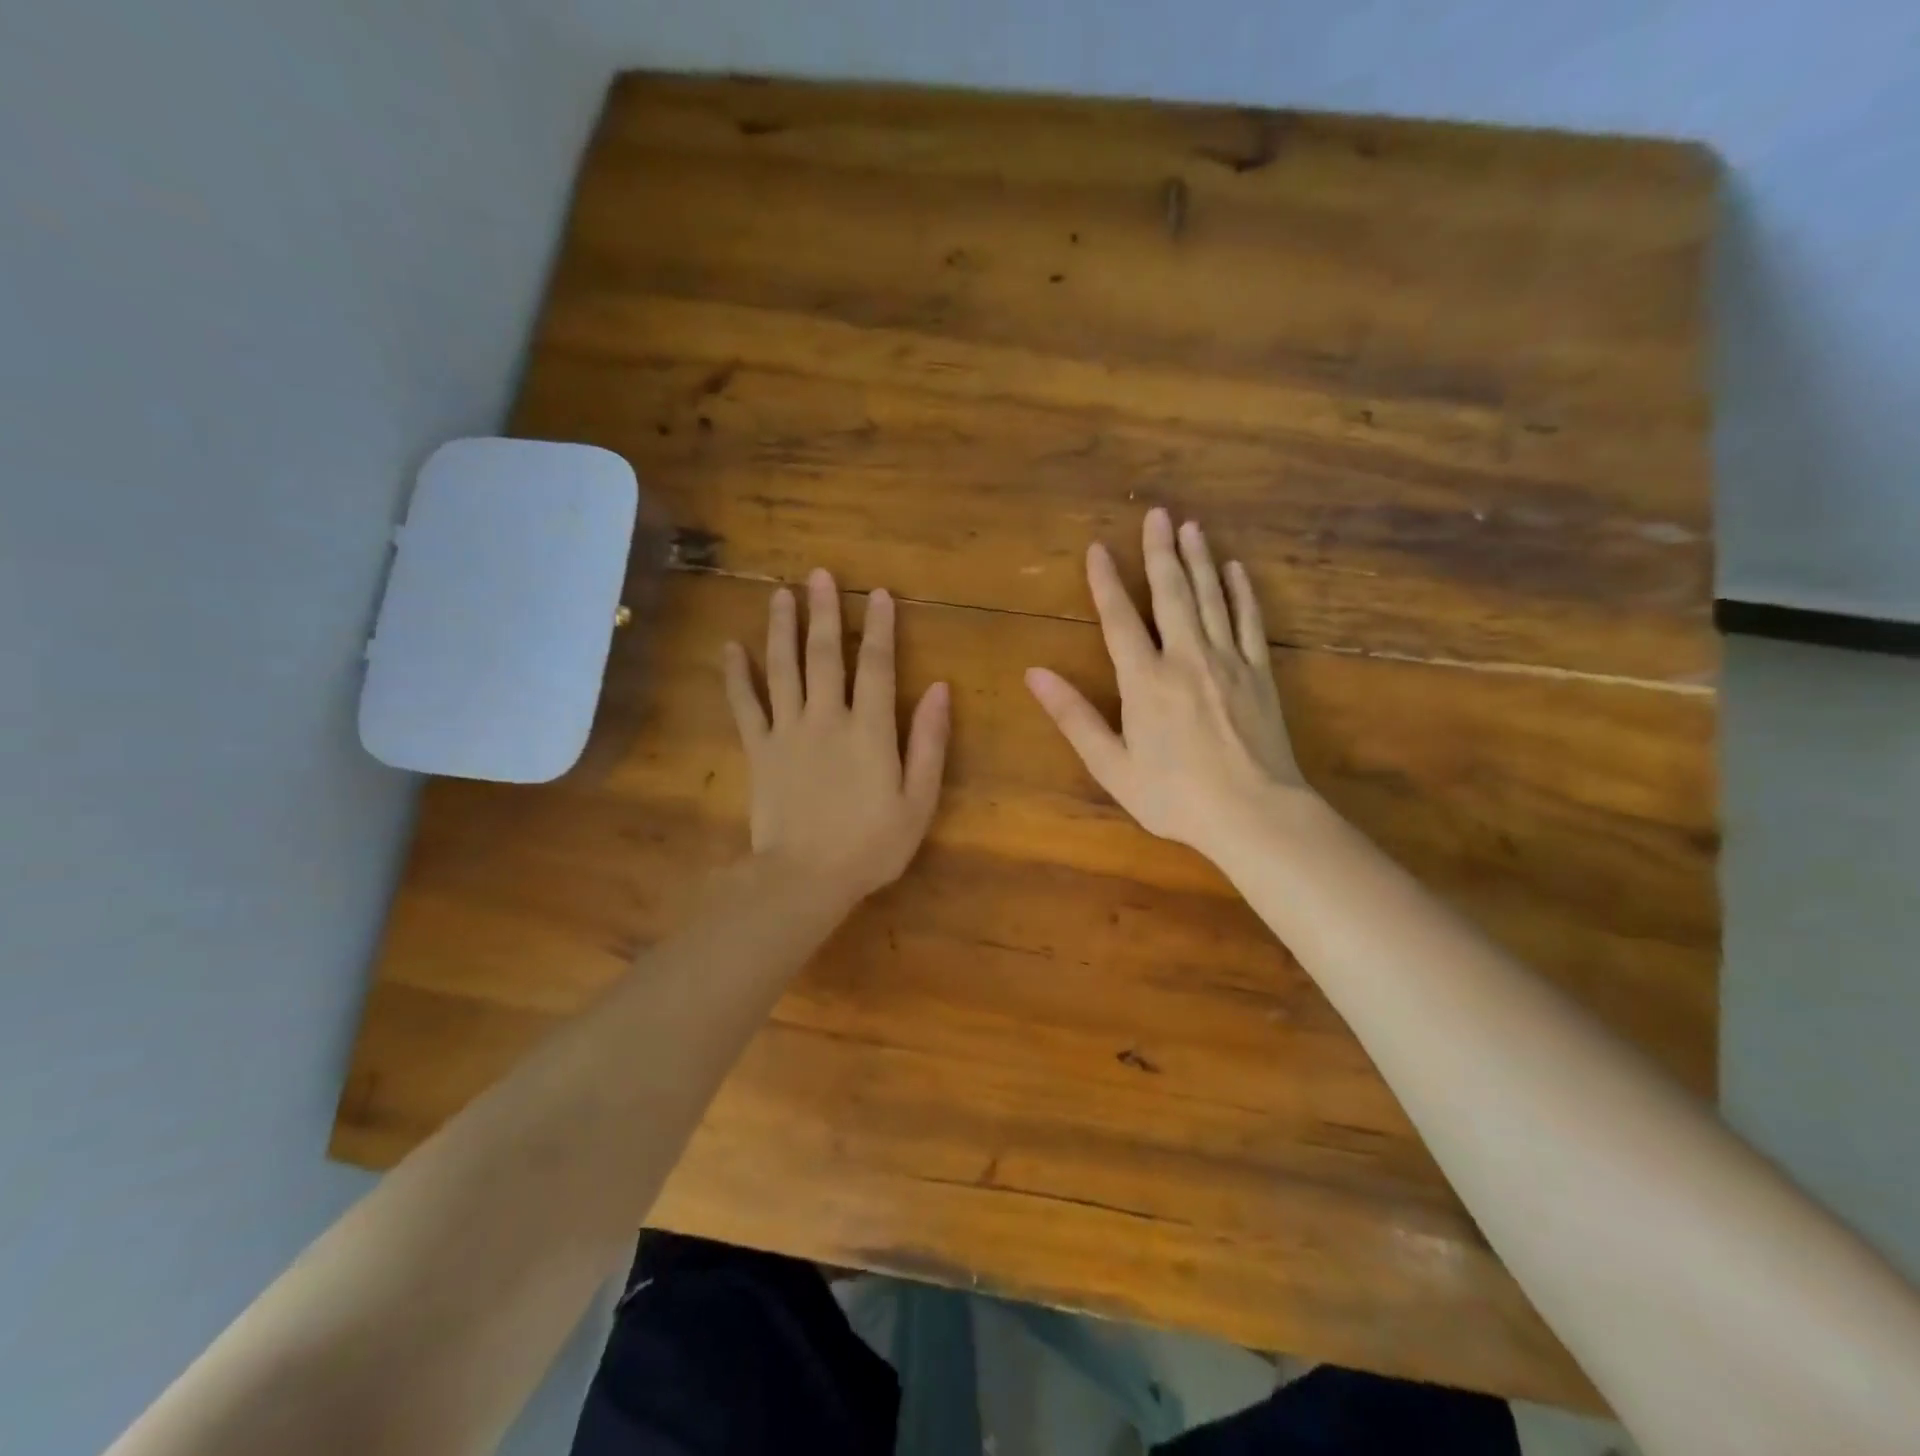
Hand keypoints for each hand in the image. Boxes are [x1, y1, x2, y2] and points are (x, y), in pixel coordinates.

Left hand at [724, 569, 950, 903]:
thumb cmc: (871, 845)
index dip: (880, 628)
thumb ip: (930, 743)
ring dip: (781, 629)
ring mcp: (788, 731)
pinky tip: (730, 648)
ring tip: (779, 595)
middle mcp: (827, 718)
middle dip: (824, 612)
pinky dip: (736, 675)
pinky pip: (745, 705)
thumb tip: (941, 690)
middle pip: (825, 655)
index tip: (878, 594)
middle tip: (818, 575)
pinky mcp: (759, 750)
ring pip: (782, 668)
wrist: (804, 879)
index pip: (878, 666)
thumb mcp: (918, 801)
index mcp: (870, 730)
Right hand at [1026, 508, 1307, 862]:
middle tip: (1157, 514)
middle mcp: (1186, 658)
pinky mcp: (1260, 674)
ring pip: (1212, 598)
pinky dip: (1242, 593)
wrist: (1253, 814)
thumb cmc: (1174, 796)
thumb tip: (1035, 675)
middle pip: (1171, 594)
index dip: (1106, 583)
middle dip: (1160, 552)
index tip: (1098, 549)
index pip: (1120, 620)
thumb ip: (1074, 716)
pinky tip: (1236, 571)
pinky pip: (1250, 622)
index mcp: (1145, 681)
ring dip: (1199, 560)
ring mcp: (1228, 662)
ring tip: (1191, 527)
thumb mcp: (1112, 765)